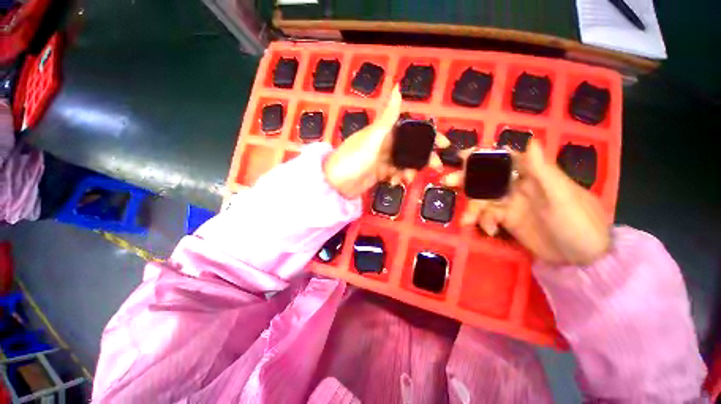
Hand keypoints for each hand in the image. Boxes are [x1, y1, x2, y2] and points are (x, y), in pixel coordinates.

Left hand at [324, 86, 449, 198]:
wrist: (336, 183)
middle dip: (424, 156)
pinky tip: (394, 182)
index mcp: (384, 132)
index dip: (429, 135)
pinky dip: (397, 177)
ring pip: (403, 161)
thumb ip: (388, 117)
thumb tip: (398, 86)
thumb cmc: (355, 158)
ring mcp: (381, 159)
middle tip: (436, 166)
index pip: (411, 129)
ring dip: (409, 169)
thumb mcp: (373, 137)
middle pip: (410, 147)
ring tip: (409, 178)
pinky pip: (393, 172)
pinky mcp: (378, 172)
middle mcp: (384, 143)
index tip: (444, 144)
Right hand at [442, 140, 610, 265]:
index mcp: (534, 175)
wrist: (584, 260)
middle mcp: (519, 186)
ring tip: (467, 221)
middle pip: (488, 178)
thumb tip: (530, 140)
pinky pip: (488, 216)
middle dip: (468, 180)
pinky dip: (484, 222)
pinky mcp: (508, 220)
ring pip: (483, 199)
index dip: (484, 155)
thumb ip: (542, 171)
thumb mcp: (562, 197)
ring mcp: (512, 204)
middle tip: (449, 182)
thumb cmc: (579, 224)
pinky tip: (490, 231)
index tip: (463, 155)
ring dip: (472, 208)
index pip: (505, 159)